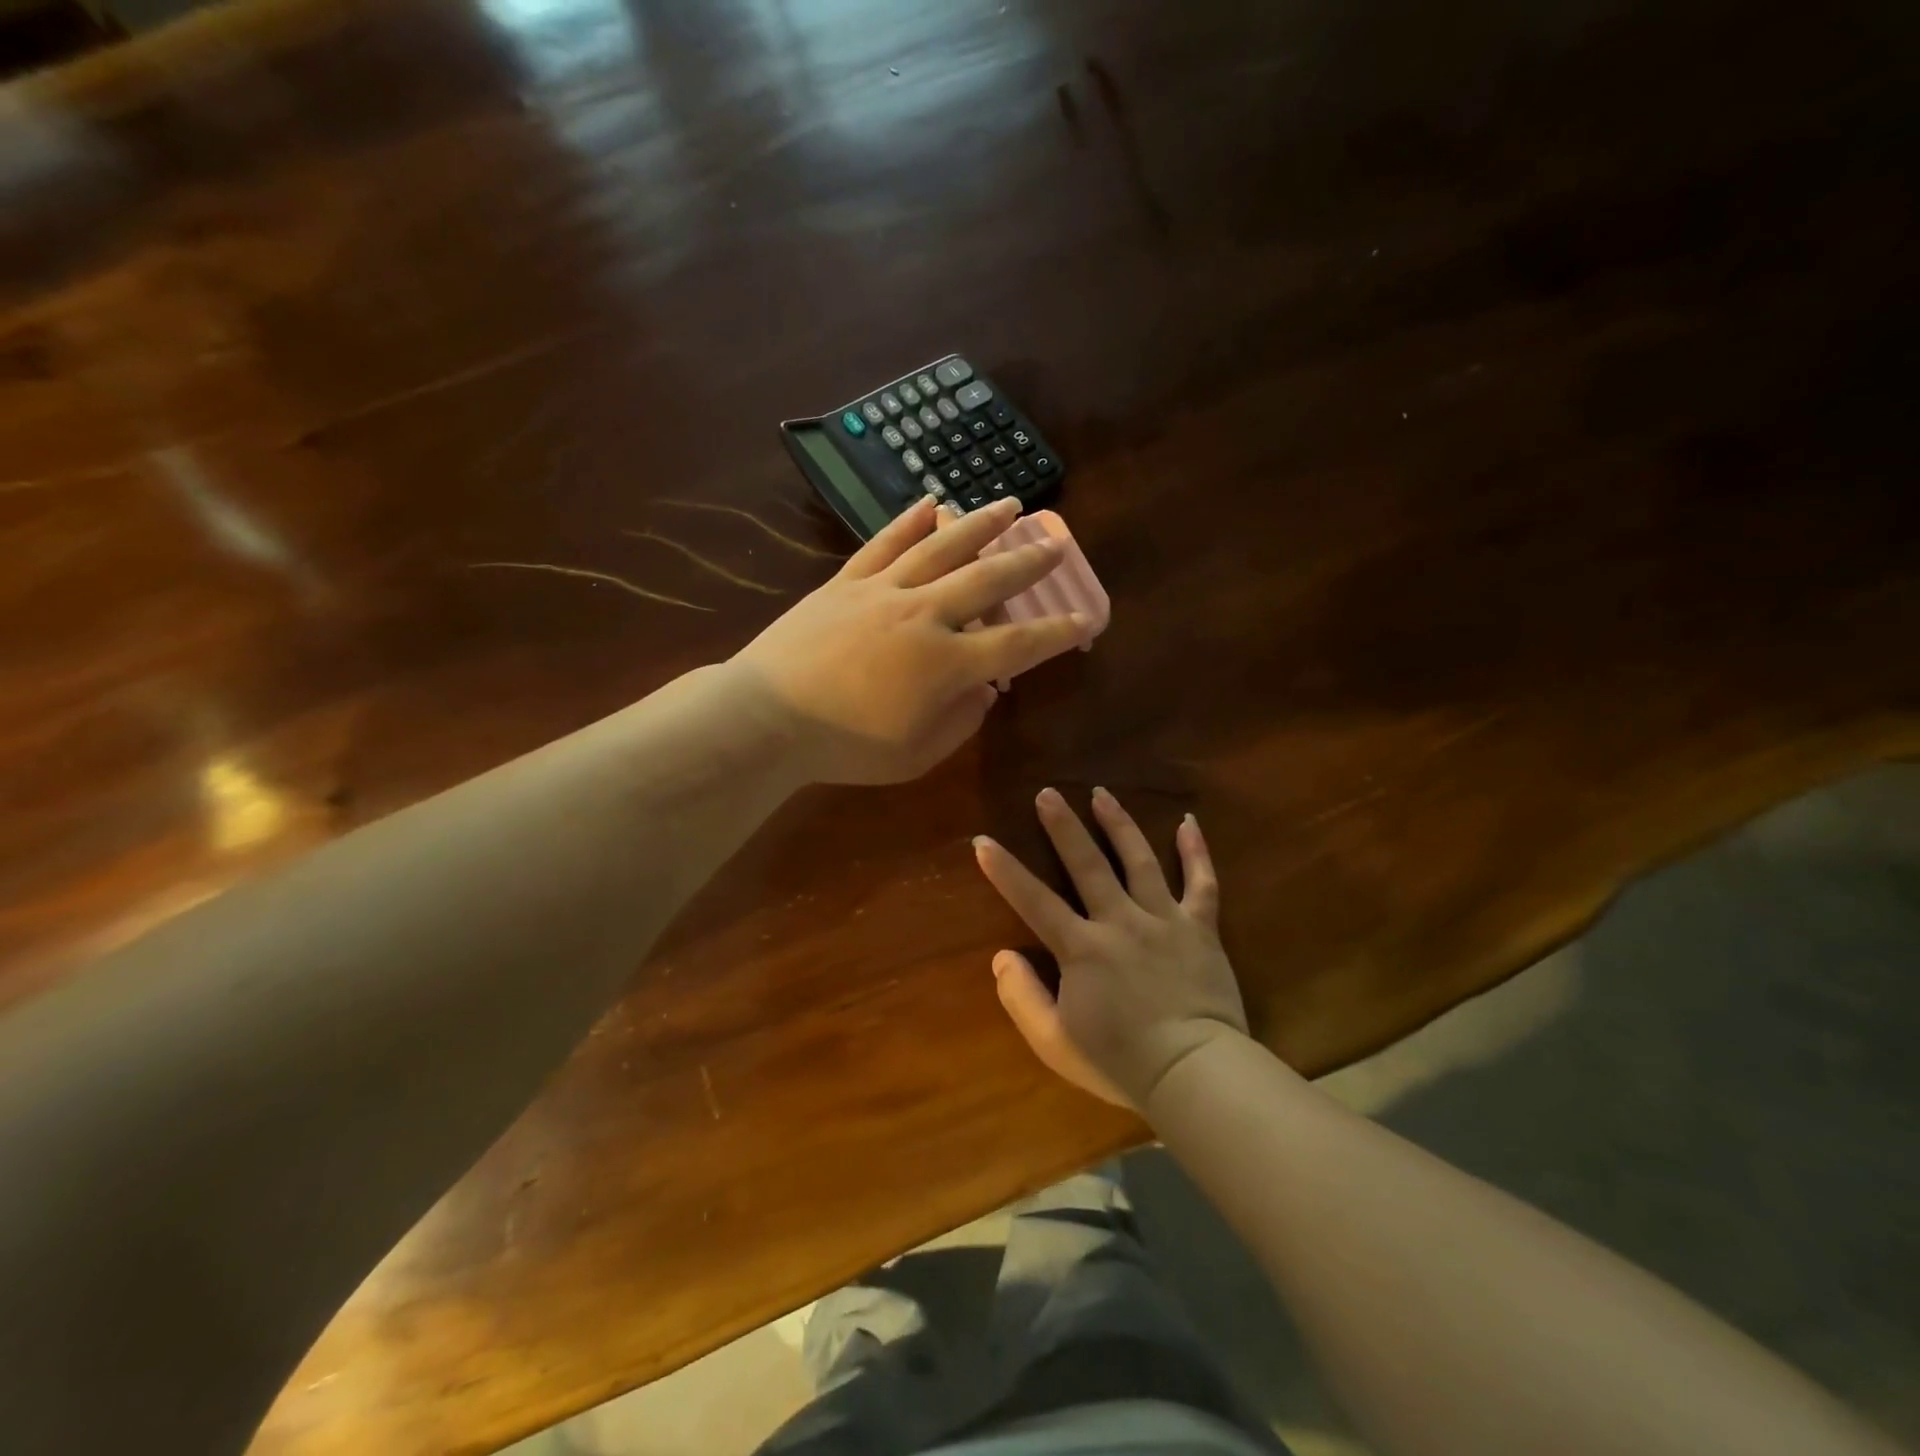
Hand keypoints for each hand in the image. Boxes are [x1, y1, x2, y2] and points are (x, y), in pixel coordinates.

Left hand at [734, 497, 1088, 784]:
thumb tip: (985, 690)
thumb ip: (960, 722)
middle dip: (1028, 563)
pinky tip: (930, 502)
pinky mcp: (845, 583)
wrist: (765, 719)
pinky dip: (909, 520)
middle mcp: (923, 615)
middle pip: (987, 581)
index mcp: (945, 664)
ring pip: (941, 547)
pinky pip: (883, 543)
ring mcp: (882, 592)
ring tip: (1008, 505)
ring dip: (980, 524)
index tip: (1086, 620)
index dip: (1056, 633)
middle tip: (1056, 543)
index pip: (1017, 645)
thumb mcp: (915, 755)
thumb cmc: (843, 748)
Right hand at [972, 787, 1248, 1109]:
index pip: (1033, 900)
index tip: (983, 840)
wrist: (1195, 1074)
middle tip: (1048, 792)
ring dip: (1118, 824)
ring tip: (1102, 794)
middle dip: (1064, 826)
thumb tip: (1002, 956)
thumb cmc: (1120, 1062)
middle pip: (1088, 864)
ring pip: (1139, 860)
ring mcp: (1163, 919)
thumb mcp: (1054, 1042)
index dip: (1005, 870)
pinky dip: (1197, 851)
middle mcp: (1120, 921)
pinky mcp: (1200, 927)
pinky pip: (1202, 882)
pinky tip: (1189, 822)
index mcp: (1082, 948)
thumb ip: (1022, 997)